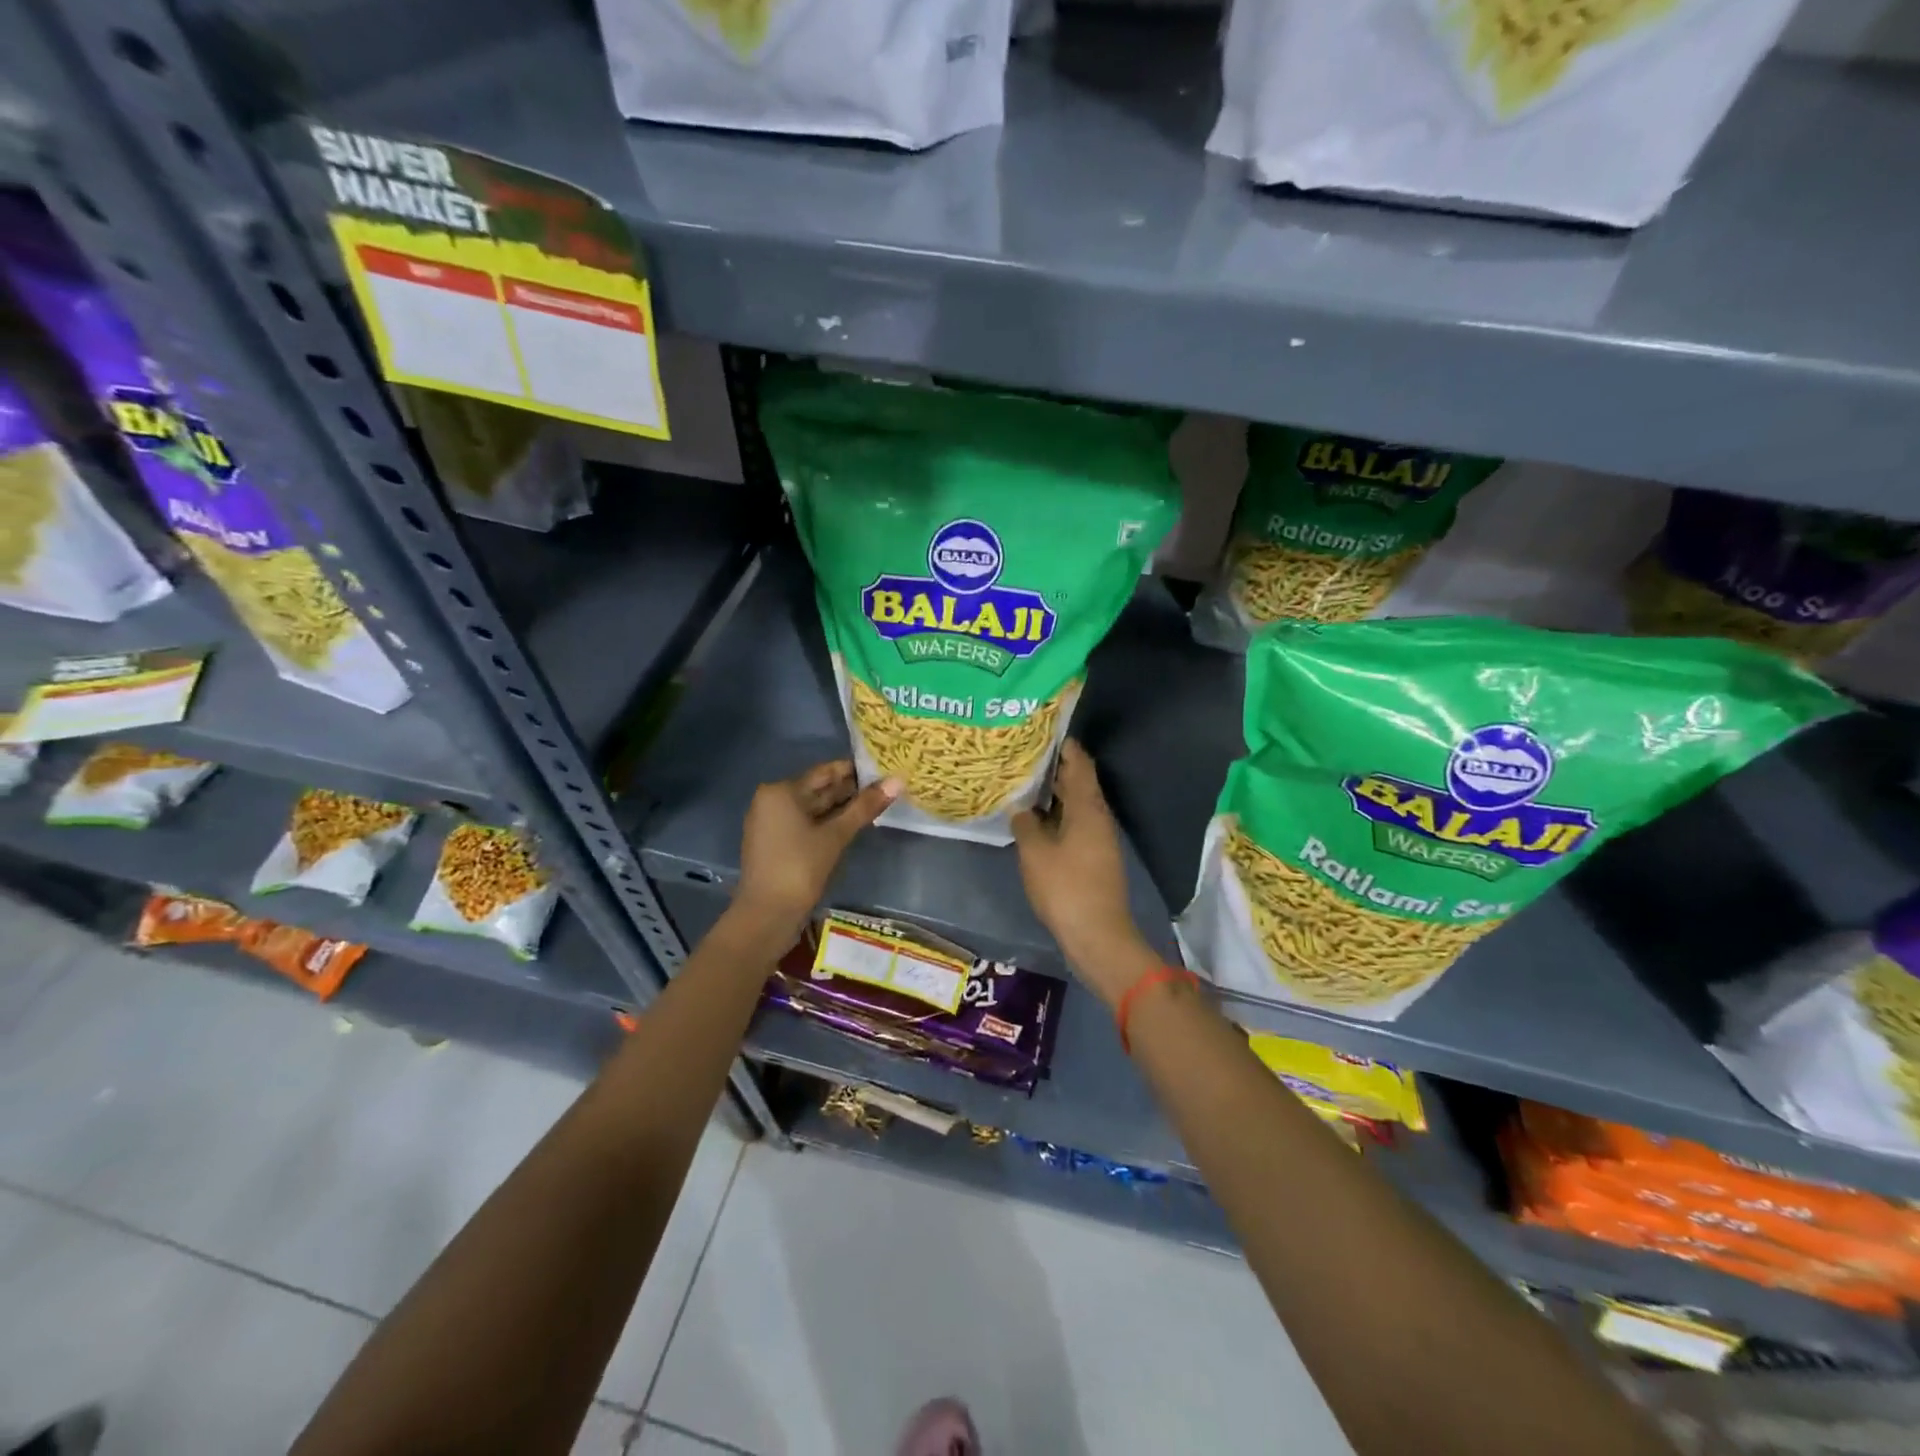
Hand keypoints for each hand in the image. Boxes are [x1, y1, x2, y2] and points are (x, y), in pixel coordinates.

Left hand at [733, 760, 899, 944]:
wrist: (767, 915)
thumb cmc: (800, 868)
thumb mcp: (836, 835)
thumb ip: (865, 807)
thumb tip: (897, 781)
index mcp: (781, 791)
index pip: (824, 772)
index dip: (854, 770)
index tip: (882, 769)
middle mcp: (771, 800)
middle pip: (817, 789)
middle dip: (849, 790)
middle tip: (884, 787)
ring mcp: (771, 823)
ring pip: (812, 808)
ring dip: (840, 807)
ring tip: (874, 804)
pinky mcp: (775, 842)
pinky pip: (804, 823)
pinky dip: (826, 822)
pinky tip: (851, 825)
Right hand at [1011, 740, 1158, 1005]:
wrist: (1097, 934)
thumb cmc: (1065, 887)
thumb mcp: (1035, 852)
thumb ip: (1025, 823)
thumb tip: (1020, 807)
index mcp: (1087, 807)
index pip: (1079, 762)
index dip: (1062, 745)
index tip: (1040, 732)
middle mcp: (1098, 816)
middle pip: (1078, 781)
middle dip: (1053, 767)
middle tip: (1022, 756)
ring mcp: (1099, 837)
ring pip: (1075, 804)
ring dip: (1052, 794)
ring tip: (1022, 784)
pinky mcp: (1094, 856)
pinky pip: (1074, 823)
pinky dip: (1056, 815)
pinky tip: (1033, 820)